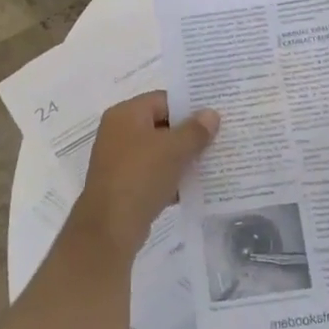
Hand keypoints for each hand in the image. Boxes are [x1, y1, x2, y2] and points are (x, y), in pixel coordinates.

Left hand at [71, 92, 219, 259]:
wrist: (110, 228)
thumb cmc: (140, 176)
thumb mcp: (174, 149)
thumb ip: (195, 130)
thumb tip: (211, 114)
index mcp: (126, 114)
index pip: (163, 100)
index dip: (189, 106)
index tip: (214, 116)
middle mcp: (118, 132)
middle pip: (161, 125)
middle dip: (188, 134)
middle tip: (218, 139)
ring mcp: (118, 160)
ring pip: (158, 152)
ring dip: (181, 158)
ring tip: (211, 162)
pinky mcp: (123, 185)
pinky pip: (152, 174)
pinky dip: (171, 178)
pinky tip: (193, 187)